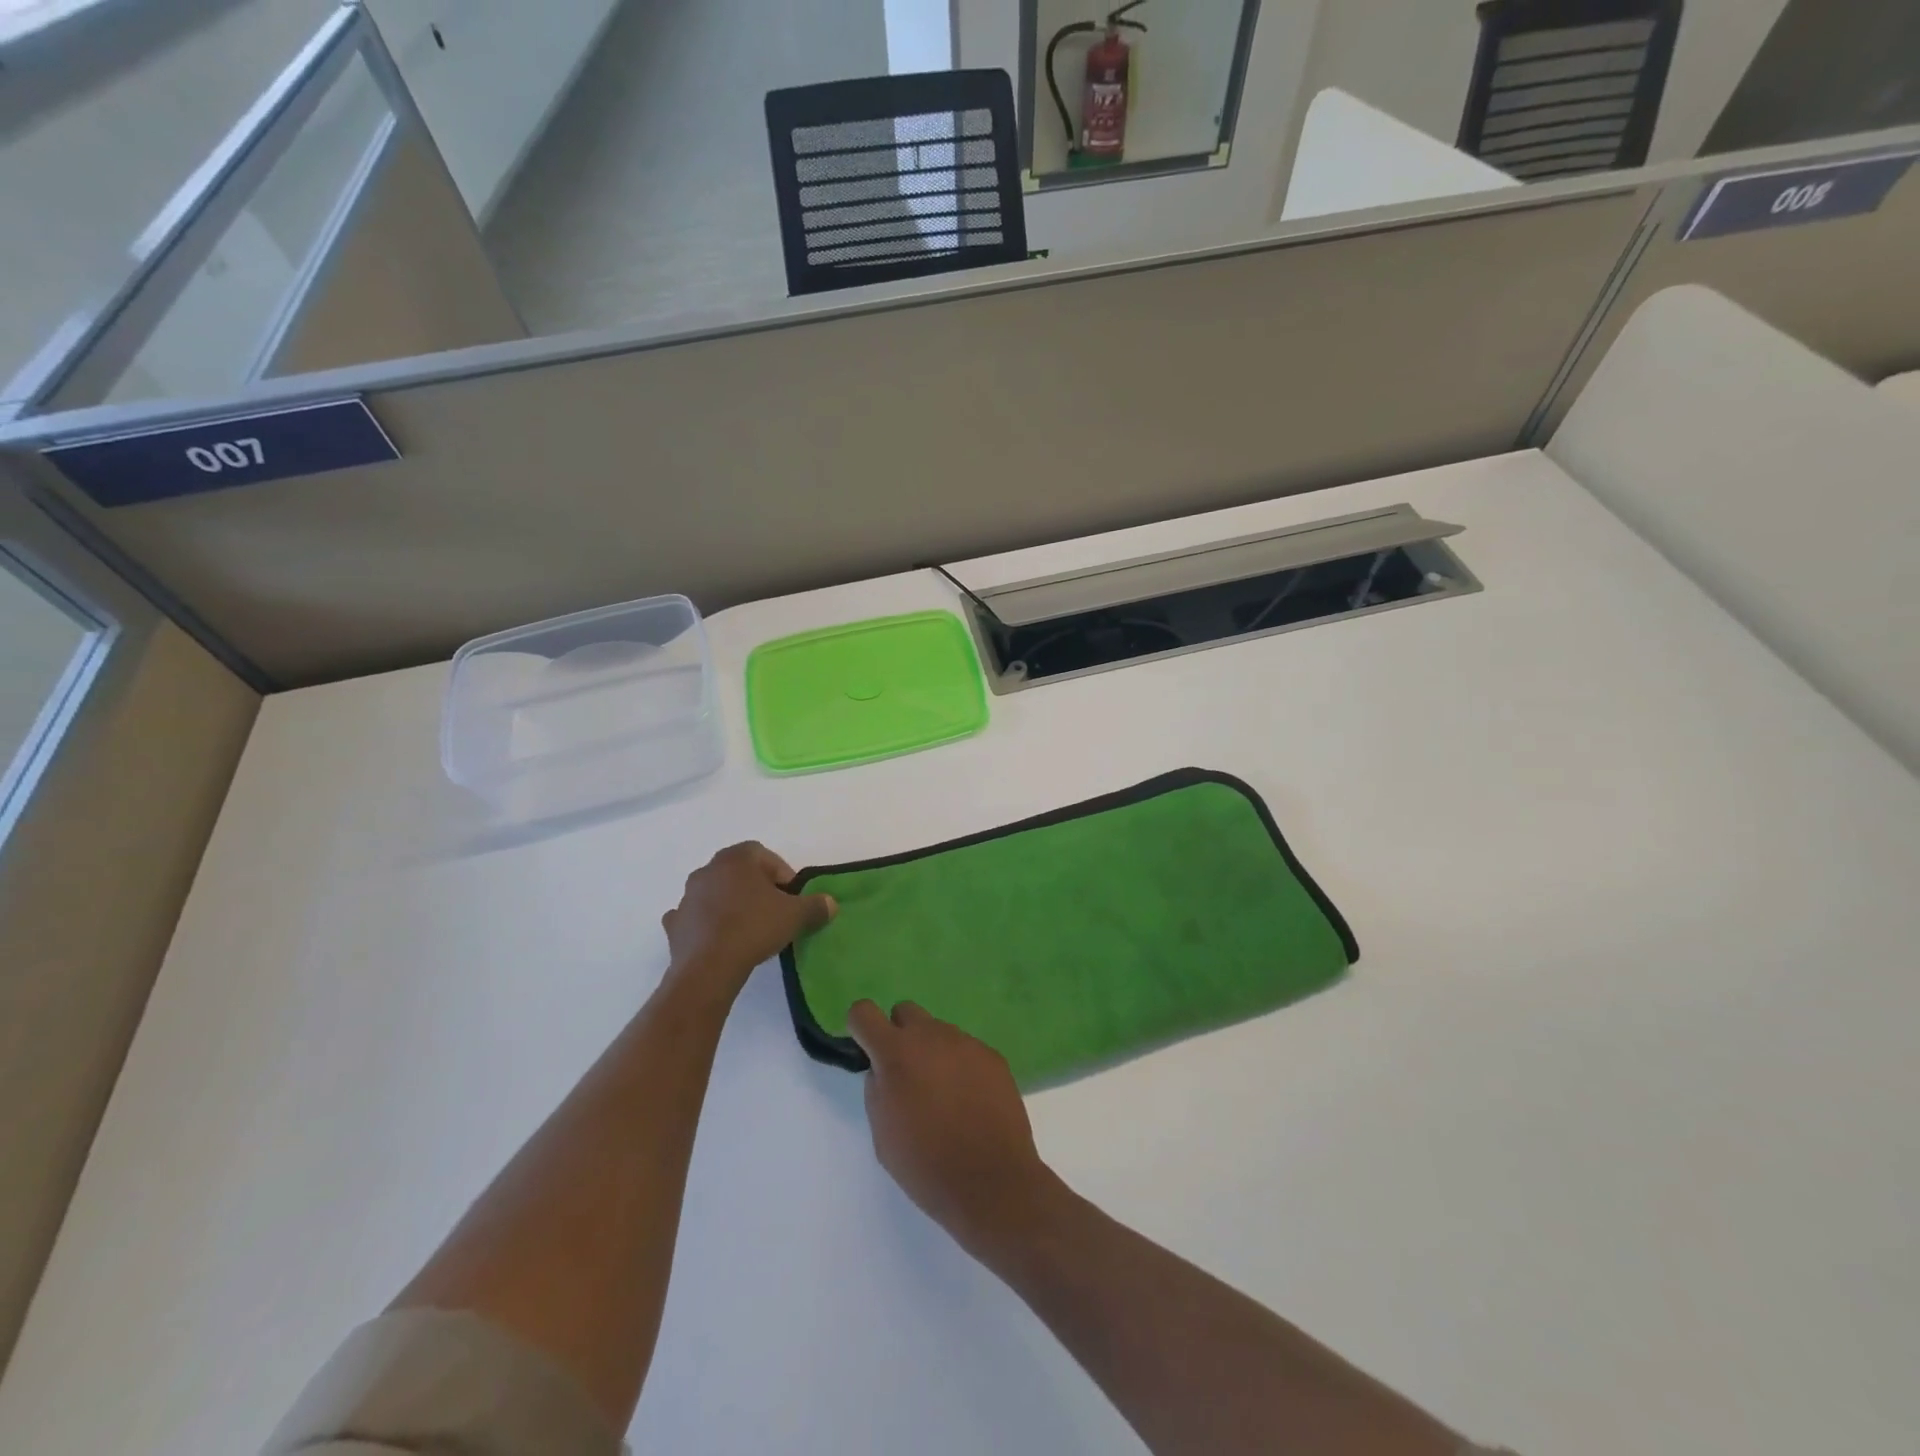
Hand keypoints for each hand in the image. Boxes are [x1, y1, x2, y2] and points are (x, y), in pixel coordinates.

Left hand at [661, 843, 834, 1000]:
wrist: (709, 967)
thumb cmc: (754, 928)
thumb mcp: (795, 916)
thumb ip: (815, 905)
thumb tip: (830, 903)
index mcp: (736, 859)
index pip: (764, 854)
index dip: (781, 873)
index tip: (791, 896)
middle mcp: (707, 870)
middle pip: (738, 871)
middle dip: (756, 886)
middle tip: (773, 909)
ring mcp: (687, 897)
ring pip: (714, 892)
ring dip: (730, 903)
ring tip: (747, 927)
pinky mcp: (675, 924)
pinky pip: (693, 917)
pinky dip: (705, 923)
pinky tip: (717, 939)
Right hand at [847, 1000, 1061, 1257]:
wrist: (992, 1182)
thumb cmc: (927, 1166)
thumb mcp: (883, 1134)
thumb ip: (877, 1091)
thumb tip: (883, 1071)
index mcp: (896, 1054)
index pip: (864, 1012)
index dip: (861, 1028)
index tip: (867, 1050)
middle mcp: (931, 1036)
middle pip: (905, 1012)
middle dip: (899, 1035)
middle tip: (907, 1074)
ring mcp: (965, 1042)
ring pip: (938, 1031)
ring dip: (933, 1052)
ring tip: (944, 1095)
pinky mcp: (992, 1055)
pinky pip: (966, 1049)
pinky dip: (961, 1066)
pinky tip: (970, 1101)